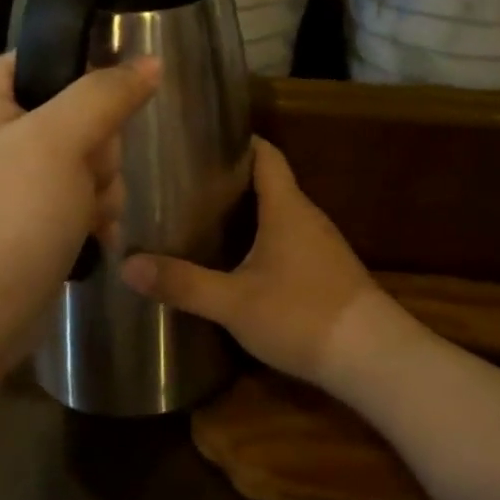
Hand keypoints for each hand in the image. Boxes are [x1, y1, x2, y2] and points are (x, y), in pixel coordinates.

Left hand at [0, 52, 159, 394]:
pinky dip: (88, 212)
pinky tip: (89, 236)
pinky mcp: (19, 212)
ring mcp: (2, 173)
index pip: (53, 61)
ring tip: (84, 217)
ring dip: (99, 187)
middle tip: (86, 181)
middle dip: (97, 153)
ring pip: (85, 155)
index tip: (103, 126)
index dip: (89, 91)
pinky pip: (74, 191)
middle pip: (76, 111)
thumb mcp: (60, 142)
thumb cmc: (7, 218)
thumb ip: (107, 94)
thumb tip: (152, 61)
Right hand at [120, 139, 380, 385]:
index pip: (266, 154)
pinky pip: (288, 240)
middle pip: (268, 182)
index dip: (237, 142)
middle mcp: (307, 217)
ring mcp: (321, 245)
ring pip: (278, 214)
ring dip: (246, 212)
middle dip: (229, 179)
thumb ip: (183, 283)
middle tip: (184, 183)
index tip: (200, 142)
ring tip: (201, 217)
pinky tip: (237, 260)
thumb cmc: (302, 315)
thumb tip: (126, 265)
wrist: (372, 357)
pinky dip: (261, 238)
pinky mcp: (326, 271)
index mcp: (287, 207)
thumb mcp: (234, 302)